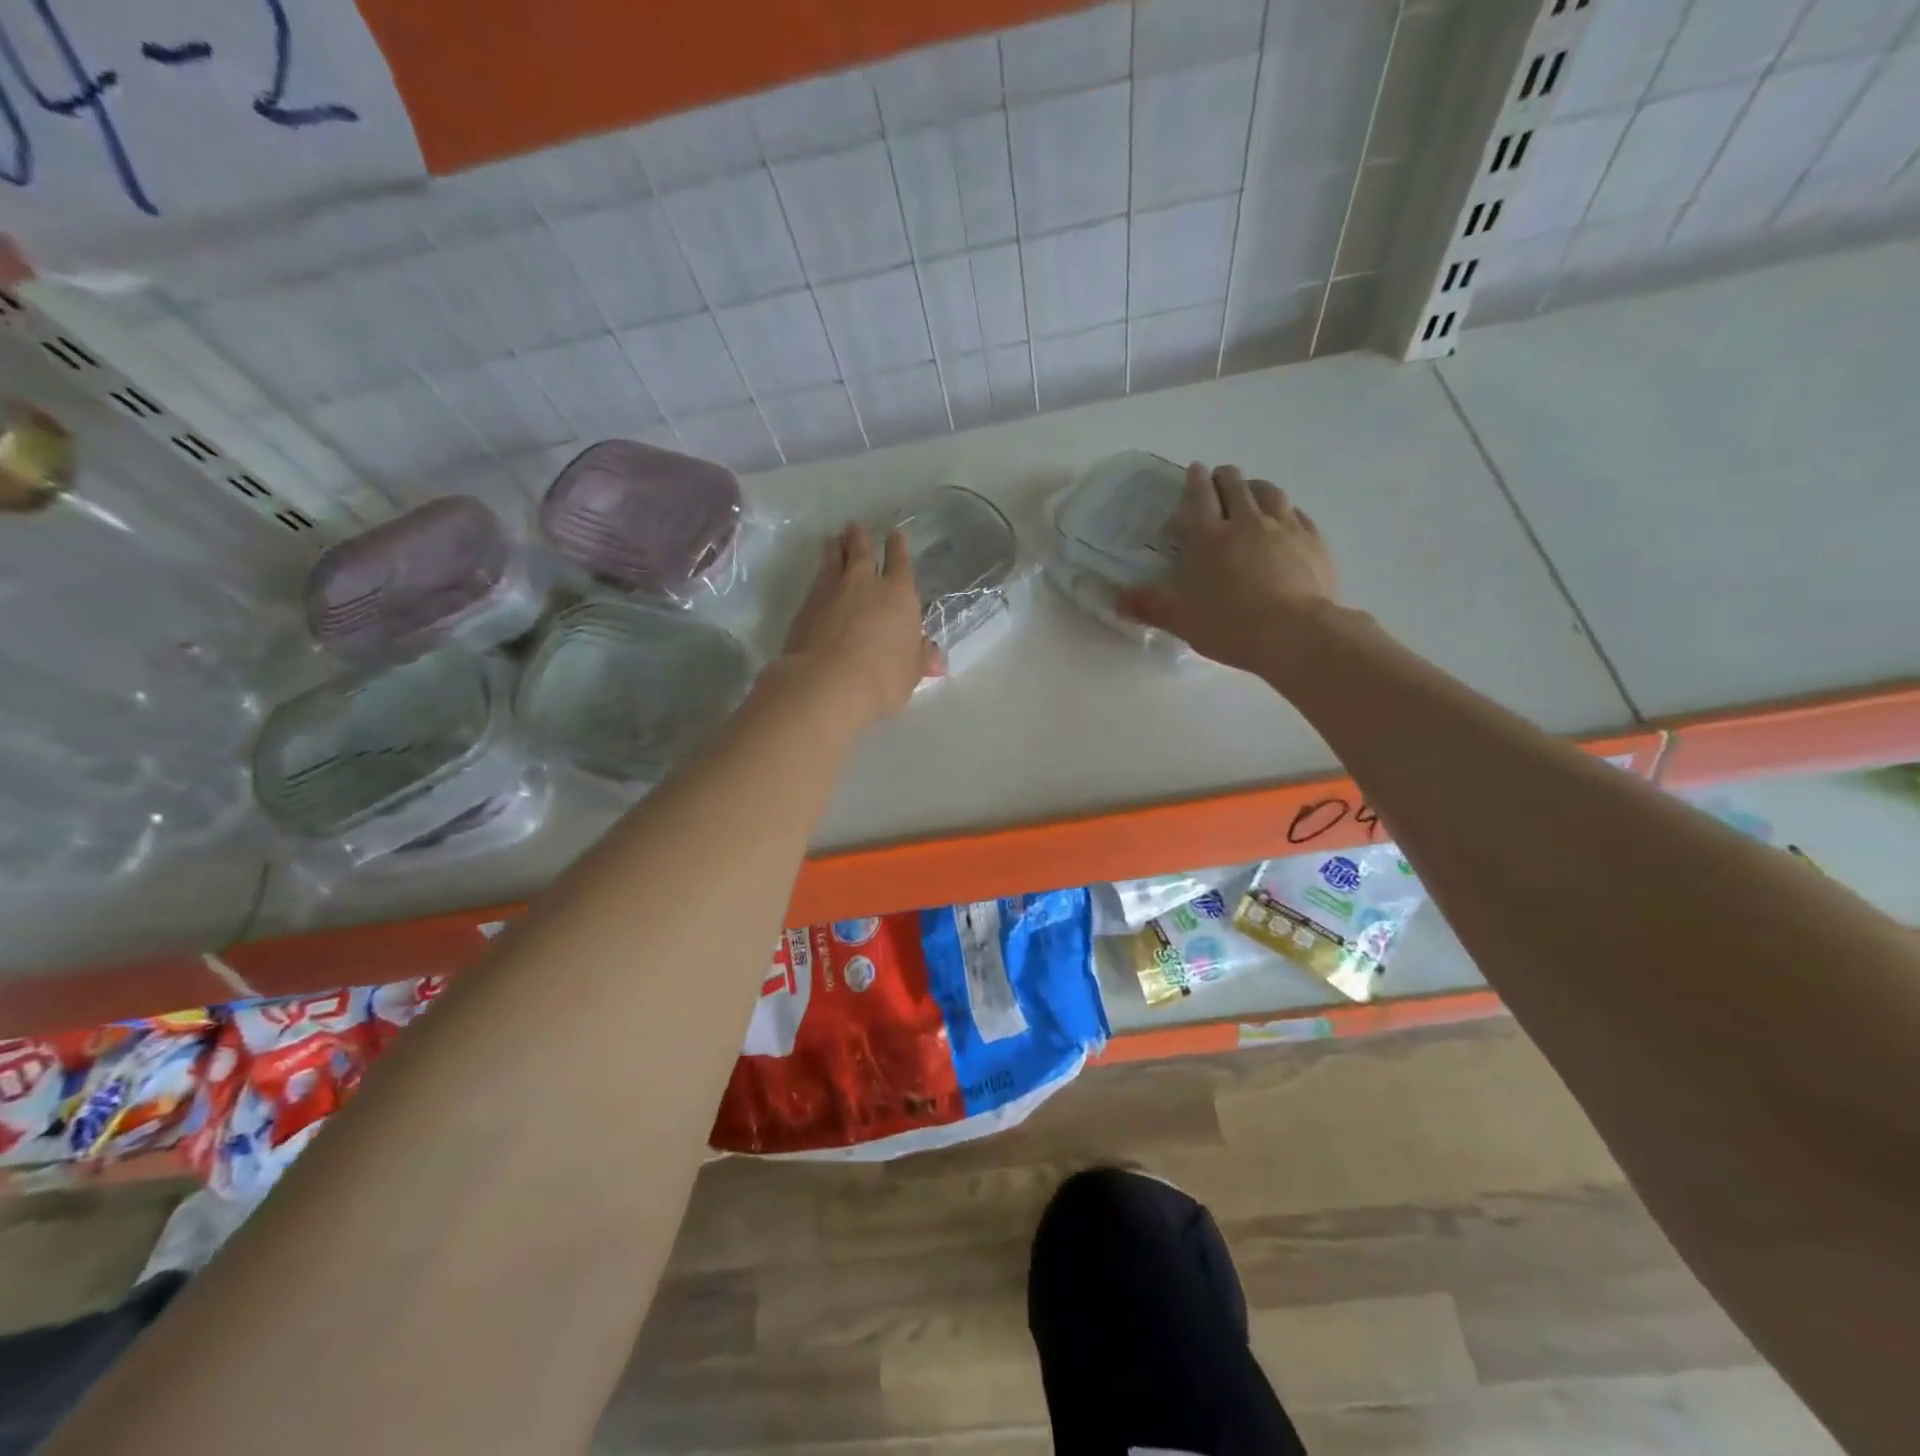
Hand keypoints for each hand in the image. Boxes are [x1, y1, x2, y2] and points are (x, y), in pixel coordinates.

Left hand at [780, 525, 942, 728]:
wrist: (828, 682)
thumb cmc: (883, 677)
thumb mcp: (910, 672)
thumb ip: (920, 659)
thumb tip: (936, 659)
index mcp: (898, 595)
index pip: (899, 562)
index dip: (897, 547)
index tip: (894, 533)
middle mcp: (864, 584)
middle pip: (861, 552)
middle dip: (860, 538)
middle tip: (854, 527)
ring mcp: (831, 591)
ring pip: (833, 559)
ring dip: (834, 548)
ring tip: (832, 539)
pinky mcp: (805, 606)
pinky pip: (816, 580)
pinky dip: (819, 574)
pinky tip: (819, 578)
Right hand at [1119, 461, 1339, 674]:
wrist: (1294, 634)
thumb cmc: (1229, 624)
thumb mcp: (1179, 619)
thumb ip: (1148, 606)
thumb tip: (1117, 601)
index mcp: (1209, 536)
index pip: (1199, 496)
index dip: (1194, 480)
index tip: (1194, 470)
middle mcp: (1246, 522)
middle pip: (1235, 485)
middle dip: (1225, 477)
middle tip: (1219, 480)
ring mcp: (1285, 528)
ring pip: (1270, 492)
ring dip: (1256, 487)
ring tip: (1252, 492)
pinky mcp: (1313, 542)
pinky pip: (1298, 514)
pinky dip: (1287, 510)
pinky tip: (1286, 518)